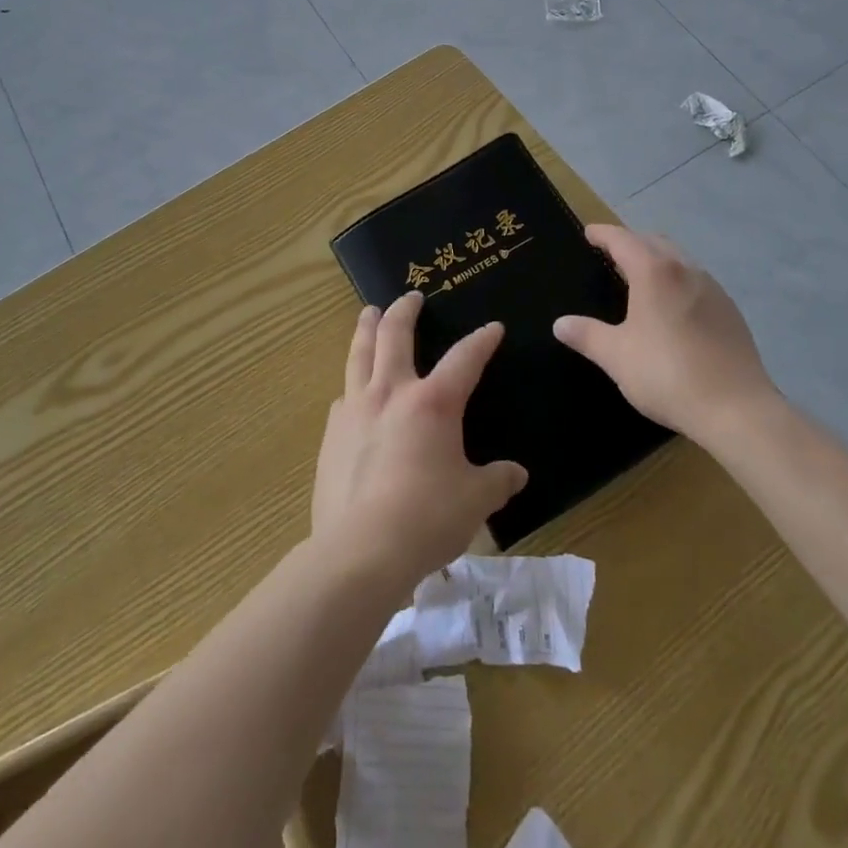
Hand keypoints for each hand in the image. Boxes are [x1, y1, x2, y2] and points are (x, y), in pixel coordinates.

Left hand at [312, 293, 527, 597]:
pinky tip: (352, 391)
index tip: (492, 328)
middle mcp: (391, 393)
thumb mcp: (475, 501)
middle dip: (405, 311)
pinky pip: (343, 396)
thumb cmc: (427, 518)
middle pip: (395, 335)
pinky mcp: (331, 435)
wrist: (360, 551)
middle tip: (410, 297)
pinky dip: (352, 384)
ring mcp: (355, 410)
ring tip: (368, 313)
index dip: (481, 341)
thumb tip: (516, 474)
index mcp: (433, 403)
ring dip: (366, 329)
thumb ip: (496, 481)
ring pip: (359, 354)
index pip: (464, 358)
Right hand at [553, 225, 777, 440]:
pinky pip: (696, 281)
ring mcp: (713, 289)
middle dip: (631, 241)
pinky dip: (677, 279)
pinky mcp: (730, 311)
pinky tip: (672, 306)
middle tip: (611, 253)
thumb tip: (560, 324)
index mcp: (655, 273)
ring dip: (657, 258)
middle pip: (654, 242)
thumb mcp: (617, 356)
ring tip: (640, 276)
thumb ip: (587, 335)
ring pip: (680, 260)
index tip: (589, 232)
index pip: (623, 240)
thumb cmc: (667, 375)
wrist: (737, 410)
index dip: (603, 234)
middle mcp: (686, 270)